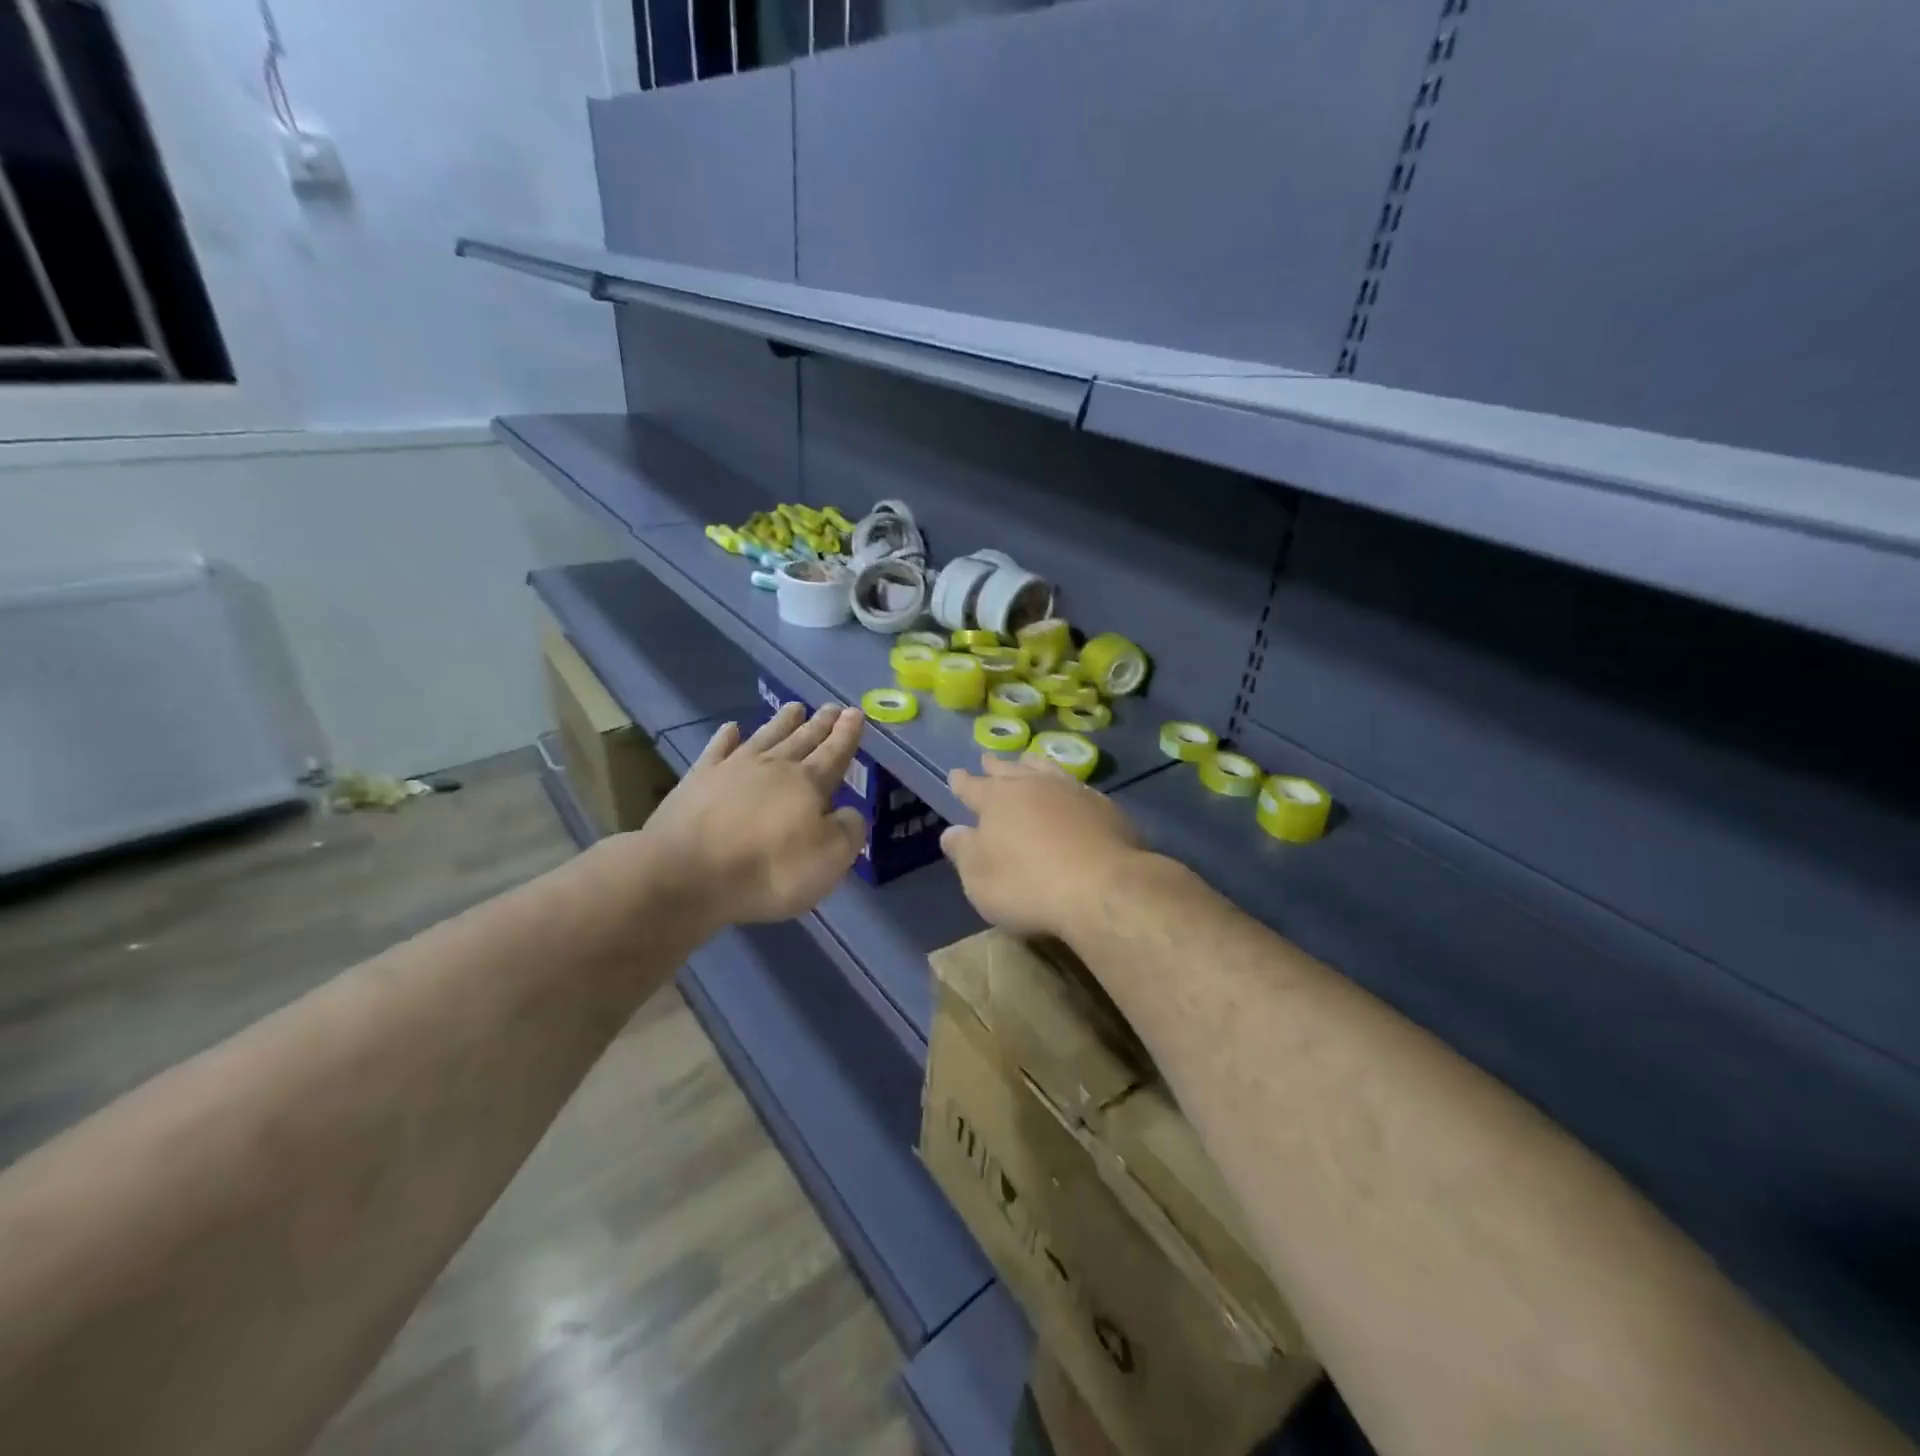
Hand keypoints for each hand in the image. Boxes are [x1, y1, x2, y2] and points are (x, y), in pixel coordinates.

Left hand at [634, 703, 866, 930]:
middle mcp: (773, 767)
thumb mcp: (829, 859)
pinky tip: (731, 728)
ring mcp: (732, 769)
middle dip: (820, 724)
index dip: (847, 735)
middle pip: (803, 739)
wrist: (687, 872)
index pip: (834, 753)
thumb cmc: (768, 869)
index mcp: (808, 783)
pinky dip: (726, 737)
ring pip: (765, 737)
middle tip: (831, 706)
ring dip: (782, 722)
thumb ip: (847, 831)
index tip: (856, 712)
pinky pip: (717, 749)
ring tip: (795, 707)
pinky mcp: (697, 780)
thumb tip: (850, 813)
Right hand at [940, 755, 1145, 939]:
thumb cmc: (1028, 885)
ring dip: (1032, 765)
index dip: (962, 782)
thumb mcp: (979, 879)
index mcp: (997, 799)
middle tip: (988, 760)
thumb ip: (964, 852)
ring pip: (1045, 769)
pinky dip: (1065, 784)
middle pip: (1010, 771)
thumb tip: (951, 832)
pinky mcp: (1104, 806)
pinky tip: (1069, 790)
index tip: (955, 774)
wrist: (1103, 888)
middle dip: (996, 767)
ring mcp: (1072, 792)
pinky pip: (1076, 785)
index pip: (972, 787)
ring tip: (1027, 761)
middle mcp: (1033, 786)